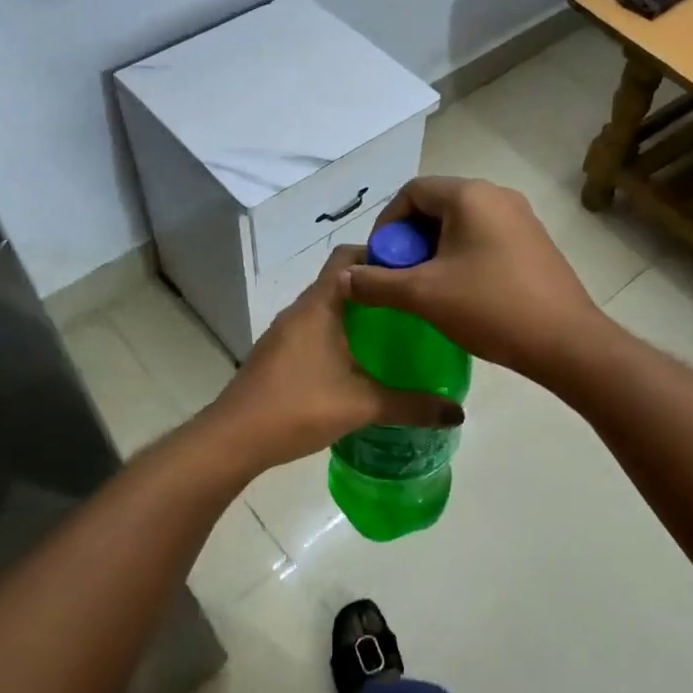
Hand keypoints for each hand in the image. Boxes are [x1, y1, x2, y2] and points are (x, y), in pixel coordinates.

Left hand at [209, 246, 464, 471]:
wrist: (235, 438)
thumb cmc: (299, 407)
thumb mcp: (363, 405)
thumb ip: (412, 406)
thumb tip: (457, 412)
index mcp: (319, 305)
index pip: (348, 256)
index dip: (381, 254)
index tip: (413, 270)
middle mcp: (299, 310)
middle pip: (339, 280)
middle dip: (374, 288)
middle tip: (412, 305)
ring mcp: (284, 332)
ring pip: (326, 308)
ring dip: (355, 314)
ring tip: (393, 333)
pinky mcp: (277, 354)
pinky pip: (313, 330)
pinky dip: (337, 335)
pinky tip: (358, 363)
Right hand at [345, 177, 607, 383]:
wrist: (566, 342)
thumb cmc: (490, 308)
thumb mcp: (423, 295)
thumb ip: (376, 283)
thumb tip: (342, 279)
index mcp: (470, 195)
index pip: (412, 192)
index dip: (386, 225)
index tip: (380, 262)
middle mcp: (497, 196)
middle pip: (436, 206)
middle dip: (410, 241)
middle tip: (400, 278)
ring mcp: (521, 219)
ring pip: (460, 224)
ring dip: (434, 252)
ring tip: (426, 289)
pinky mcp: (534, 243)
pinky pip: (484, 239)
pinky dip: (461, 257)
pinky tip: (459, 294)